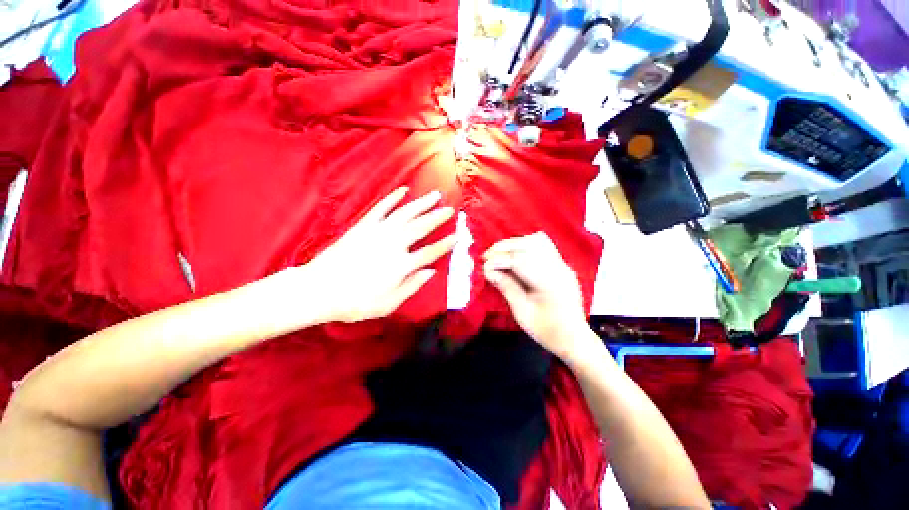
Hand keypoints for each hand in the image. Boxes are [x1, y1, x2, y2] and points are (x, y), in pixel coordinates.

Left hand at [305, 187, 456, 322]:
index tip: (457, 236)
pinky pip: (380, 208)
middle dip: (437, 217)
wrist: (319, 289)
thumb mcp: (388, 303)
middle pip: (420, 227)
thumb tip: (431, 271)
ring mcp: (377, 232)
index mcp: (401, 265)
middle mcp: (393, 244)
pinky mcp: (363, 226)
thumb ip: (412, 286)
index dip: (445, 244)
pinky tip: (403, 190)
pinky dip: (392, 198)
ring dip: (421, 204)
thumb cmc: (356, 301)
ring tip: (434, 195)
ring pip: (405, 213)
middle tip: (450, 209)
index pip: (430, 252)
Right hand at [483, 232, 591, 360]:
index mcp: (550, 282)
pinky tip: (516, 253)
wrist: (574, 338)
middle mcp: (559, 268)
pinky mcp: (561, 265)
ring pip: (538, 240)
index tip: (484, 265)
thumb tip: (489, 270)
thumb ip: (506, 287)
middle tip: (487, 256)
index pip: (521, 260)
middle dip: (505, 247)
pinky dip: (526, 245)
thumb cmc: (547, 330)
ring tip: (500, 253)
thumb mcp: (522, 312)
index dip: (499, 260)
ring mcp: (563, 264)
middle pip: (529, 244)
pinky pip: (544, 245)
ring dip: (515, 244)